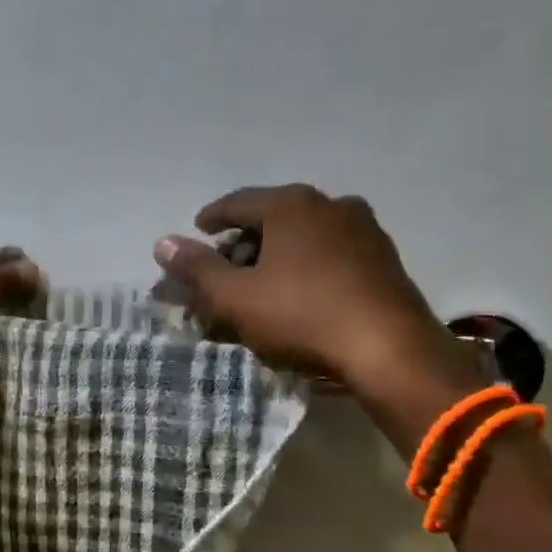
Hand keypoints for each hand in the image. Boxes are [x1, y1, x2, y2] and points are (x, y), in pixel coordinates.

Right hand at [154, 184, 476, 401]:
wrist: (389, 349)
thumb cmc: (302, 316)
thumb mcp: (236, 297)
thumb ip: (196, 269)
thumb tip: (162, 243)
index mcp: (292, 205)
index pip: (238, 202)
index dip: (211, 218)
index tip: (197, 230)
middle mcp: (331, 205)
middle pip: (272, 220)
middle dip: (242, 245)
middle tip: (223, 270)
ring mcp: (363, 231)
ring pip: (303, 239)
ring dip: (275, 258)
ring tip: (258, 287)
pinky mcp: (383, 260)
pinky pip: (329, 256)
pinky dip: (305, 269)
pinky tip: (298, 296)